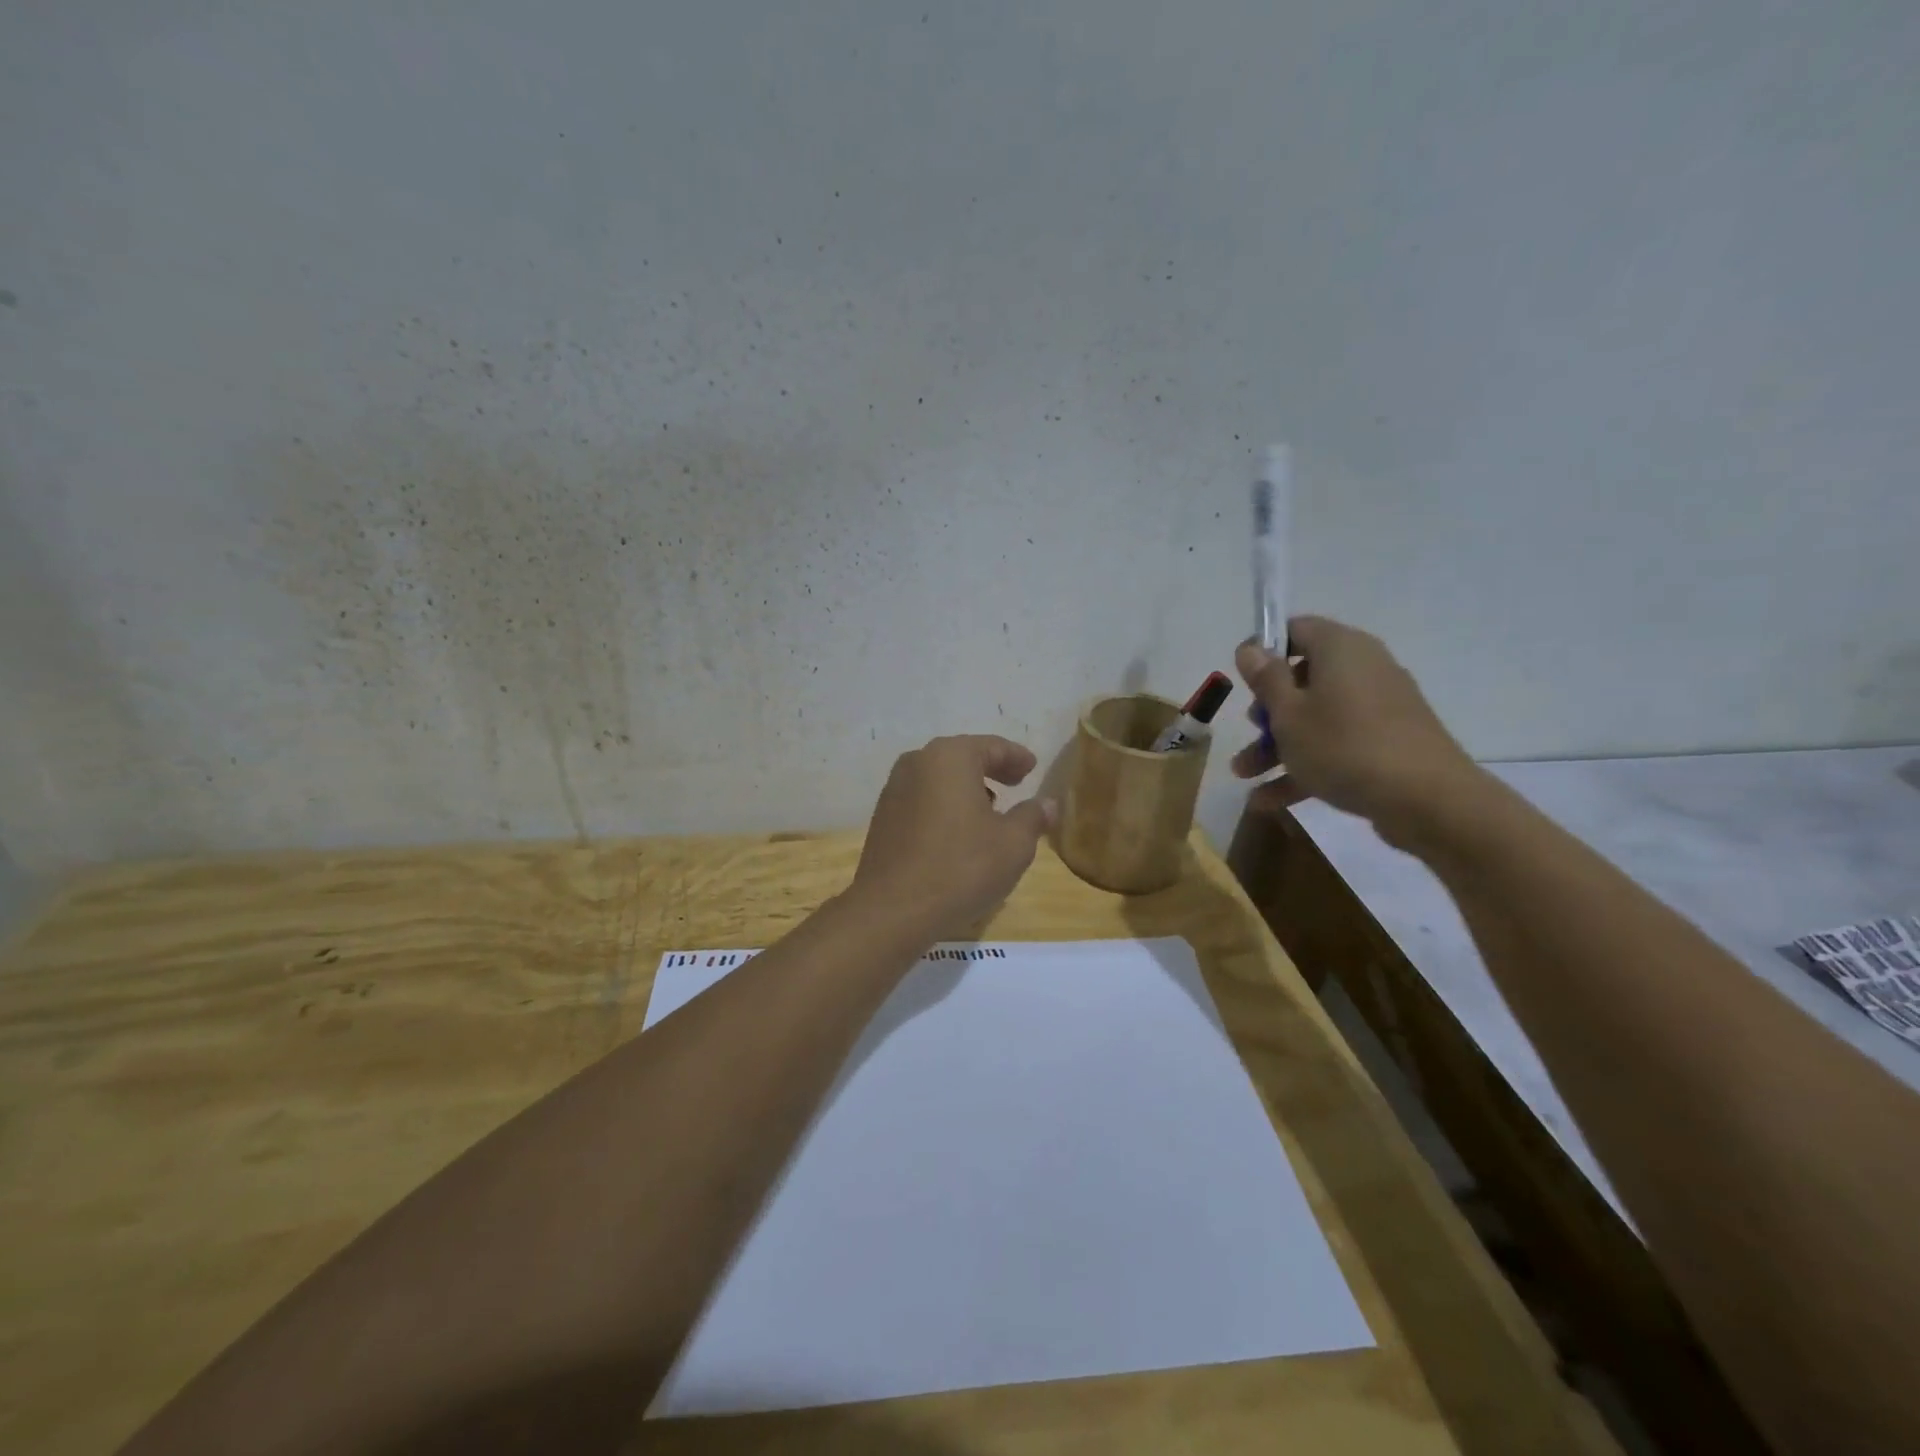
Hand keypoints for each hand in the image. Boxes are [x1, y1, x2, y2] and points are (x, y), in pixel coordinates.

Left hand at [850, 735, 1055, 936]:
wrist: (893, 909)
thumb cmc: (961, 867)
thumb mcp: (1013, 844)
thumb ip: (1033, 816)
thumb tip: (1047, 804)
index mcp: (950, 757)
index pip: (992, 746)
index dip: (1016, 757)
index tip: (1032, 768)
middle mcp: (917, 763)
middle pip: (962, 757)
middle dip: (991, 769)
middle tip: (1016, 783)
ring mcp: (894, 789)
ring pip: (939, 779)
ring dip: (966, 788)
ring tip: (989, 809)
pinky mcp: (883, 817)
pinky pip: (922, 799)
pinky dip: (944, 805)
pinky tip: (958, 830)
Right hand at [1232, 616, 1484, 846]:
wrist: (1427, 800)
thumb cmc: (1344, 746)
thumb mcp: (1289, 713)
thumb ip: (1266, 679)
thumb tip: (1251, 647)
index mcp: (1340, 649)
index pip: (1296, 629)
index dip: (1264, 650)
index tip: (1241, 679)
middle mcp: (1363, 669)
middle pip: (1302, 679)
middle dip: (1267, 710)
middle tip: (1248, 731)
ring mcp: (1378, 708)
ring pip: (1316, 718)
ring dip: (1277, 745)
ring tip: (1245, 775)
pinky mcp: (1387, 742)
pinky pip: (1336, 745)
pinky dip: (1305, 766)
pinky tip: (1269, 800)